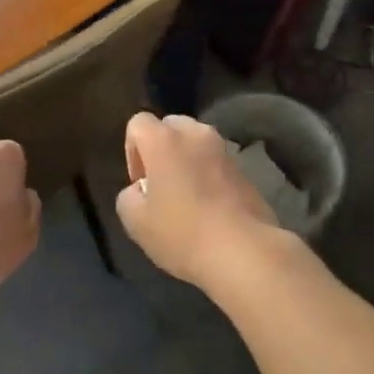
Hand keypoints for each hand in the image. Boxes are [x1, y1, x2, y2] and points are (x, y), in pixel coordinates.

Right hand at [117, 112, 280, 290]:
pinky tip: (210, 208)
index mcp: (164, 139)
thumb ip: (129, 196)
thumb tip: (141, 190)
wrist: (243, 251)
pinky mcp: (244, 168)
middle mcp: (195, 134)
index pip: (138, 123)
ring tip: (187, 198)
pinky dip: (208, 175)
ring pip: (195, 143)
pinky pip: (216, 162)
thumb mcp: (135, 222)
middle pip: (170, 127)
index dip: (132, 151)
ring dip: (186, 161)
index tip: (141, 184)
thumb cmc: (182, 233)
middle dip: (161, 150)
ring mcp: (223, 149)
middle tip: (161, 187)